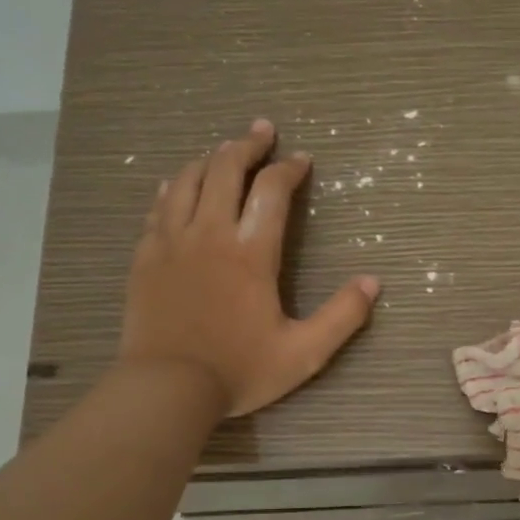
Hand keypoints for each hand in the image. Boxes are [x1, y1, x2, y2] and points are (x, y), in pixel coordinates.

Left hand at [122, 118, 379, 416]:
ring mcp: (172, 242)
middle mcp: (210, 234)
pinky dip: (175, 186)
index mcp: (251, 252)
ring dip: (211, 158)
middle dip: (248, 145)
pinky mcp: (146, 256)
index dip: (289, 169)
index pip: (272, 191)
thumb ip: (342, 317)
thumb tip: (373, 283)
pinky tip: (180, 184)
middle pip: (226, 169)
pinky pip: (159, 206)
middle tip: (263, 131)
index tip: (302, 160)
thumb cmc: (238, 370)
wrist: (166, 388)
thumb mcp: (304, 353)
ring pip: (189, 179)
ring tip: (225, 150)